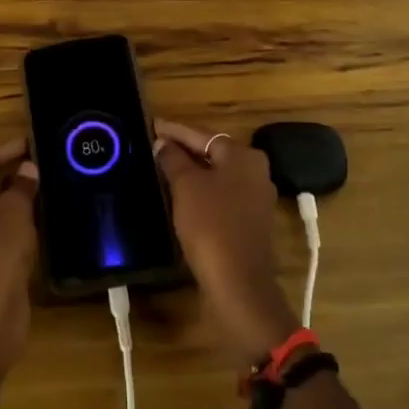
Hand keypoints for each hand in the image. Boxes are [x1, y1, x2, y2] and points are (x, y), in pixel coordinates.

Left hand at [0, 139, 39, 385]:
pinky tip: (46, 220)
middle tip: (45, 164)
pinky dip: (22, 222)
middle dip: (13, 171)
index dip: (2, 149)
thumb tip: (28, 168)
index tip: (31, 144)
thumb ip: (23, 185)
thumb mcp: (14, 208)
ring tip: (50, 188)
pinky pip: (5, 230)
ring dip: (20, 197)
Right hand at [155, 118, 300, 366]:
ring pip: (217, 176)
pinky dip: (202, 193)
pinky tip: (181, 197)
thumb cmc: (211, 225)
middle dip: (184, 150)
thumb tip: (163, 143)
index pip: (202, 134)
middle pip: (213, 153)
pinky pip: (221, 197)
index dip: (175, 130)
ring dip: (192, 173)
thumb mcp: (186, 186)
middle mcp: (255, 172)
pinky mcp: (250, 223)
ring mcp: (256, 199)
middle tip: (155, 146)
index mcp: (243, 156)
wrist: (238, 284)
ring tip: (163, 168)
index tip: (153, 125)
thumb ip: (173, 159)